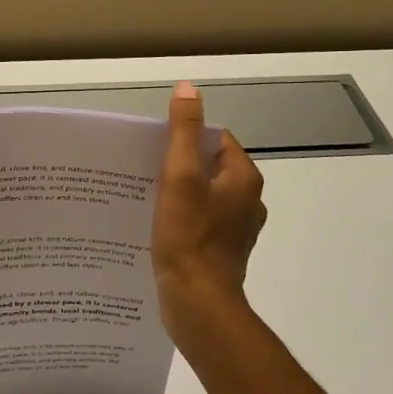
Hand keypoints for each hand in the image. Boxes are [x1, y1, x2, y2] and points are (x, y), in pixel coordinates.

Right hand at [152, 82, 266, 339]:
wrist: (197, 304)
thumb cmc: (189, 236)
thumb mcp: (180, 175)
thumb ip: (184, 131)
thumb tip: (188, 89)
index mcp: (244, 179)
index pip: (216, 140)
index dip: (186, 138)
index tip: (156, 146)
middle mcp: (247, 202)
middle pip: (209, 168)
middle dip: (179, 166)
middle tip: (145, 169)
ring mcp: (235, 231)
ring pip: (203, 197)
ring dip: (178, 193)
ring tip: (145, 196)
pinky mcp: (221, 254)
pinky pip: (199, 223)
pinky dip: (181, 219)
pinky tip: (156, 226)